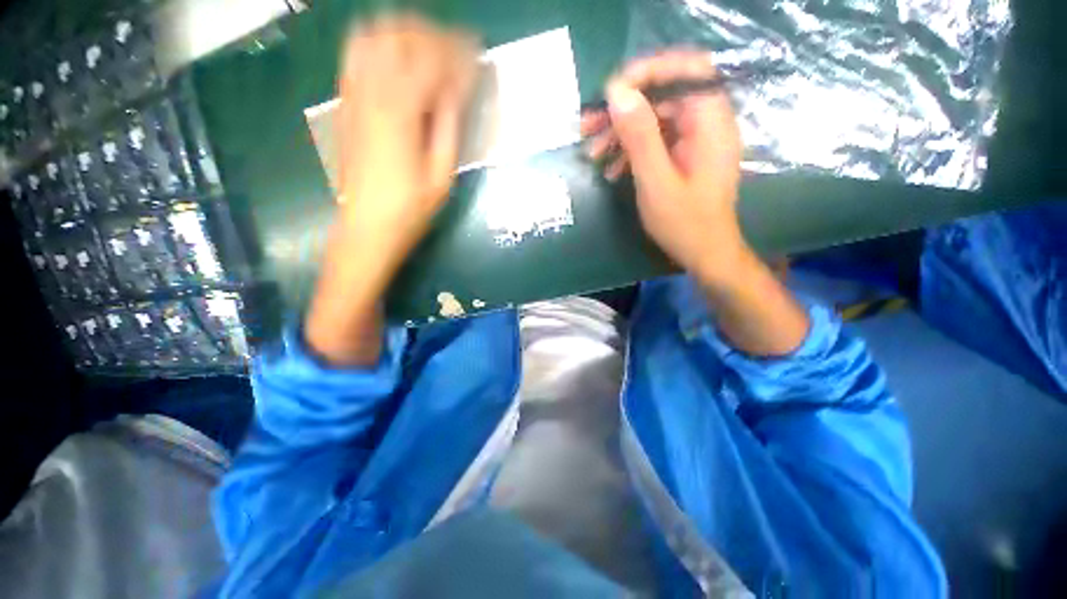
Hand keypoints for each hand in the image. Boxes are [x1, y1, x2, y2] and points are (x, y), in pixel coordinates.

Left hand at [336, 15, 478, 282]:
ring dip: (404, 34)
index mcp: (401, 113)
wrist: (366, 226)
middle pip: (400, 33)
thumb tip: (456, 90)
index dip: (458, 52)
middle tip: (455, 52)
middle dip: (433, 34)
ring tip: (428, 51)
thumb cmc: (410, 209)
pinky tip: (398, 61)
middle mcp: (371, 92)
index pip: (432, 59)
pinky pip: (355, 54)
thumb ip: (448, 127)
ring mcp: (352, 94)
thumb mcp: (441, 176)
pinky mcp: (344, 103)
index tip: (477, 55)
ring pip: (373, 35)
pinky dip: (380, 45)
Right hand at [584, 51, 808, 355]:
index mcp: (710, 122)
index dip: (648, 71)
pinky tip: (610, 169)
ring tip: (592, 152)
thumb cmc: (685, 223)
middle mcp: (706, 123)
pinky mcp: (683, 155)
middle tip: (587, 126)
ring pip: (654, 119)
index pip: (686, 69)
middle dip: (623, 108)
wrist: (704, 253)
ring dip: (621, 132)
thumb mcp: (656, 182)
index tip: (611, 91)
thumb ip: (640, 137)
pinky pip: (655, 141)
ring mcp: (694, 140)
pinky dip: (630, 150)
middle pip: (663, 95)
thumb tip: (617, 93)